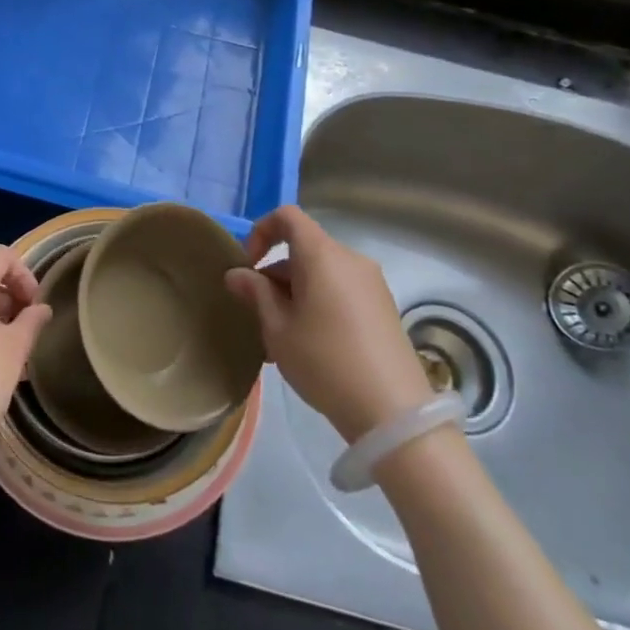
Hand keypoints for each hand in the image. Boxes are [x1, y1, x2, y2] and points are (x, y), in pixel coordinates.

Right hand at [225, 206, 433, 442]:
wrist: (393, 412)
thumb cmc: (325, 361)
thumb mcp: (277, 329)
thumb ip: (256, 294)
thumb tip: (237, 274)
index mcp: (322, 255)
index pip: (288, 217)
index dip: (261, 231)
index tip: (248, 266)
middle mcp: (350, 259)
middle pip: (304, 249)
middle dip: (275, 274)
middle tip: (259, 314)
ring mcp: (372, 284)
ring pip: (321, 273)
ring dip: (295, 293)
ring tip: (281, 339)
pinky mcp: (384, 308)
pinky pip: (341, 291)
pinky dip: (319, 303)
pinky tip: (310, 346)